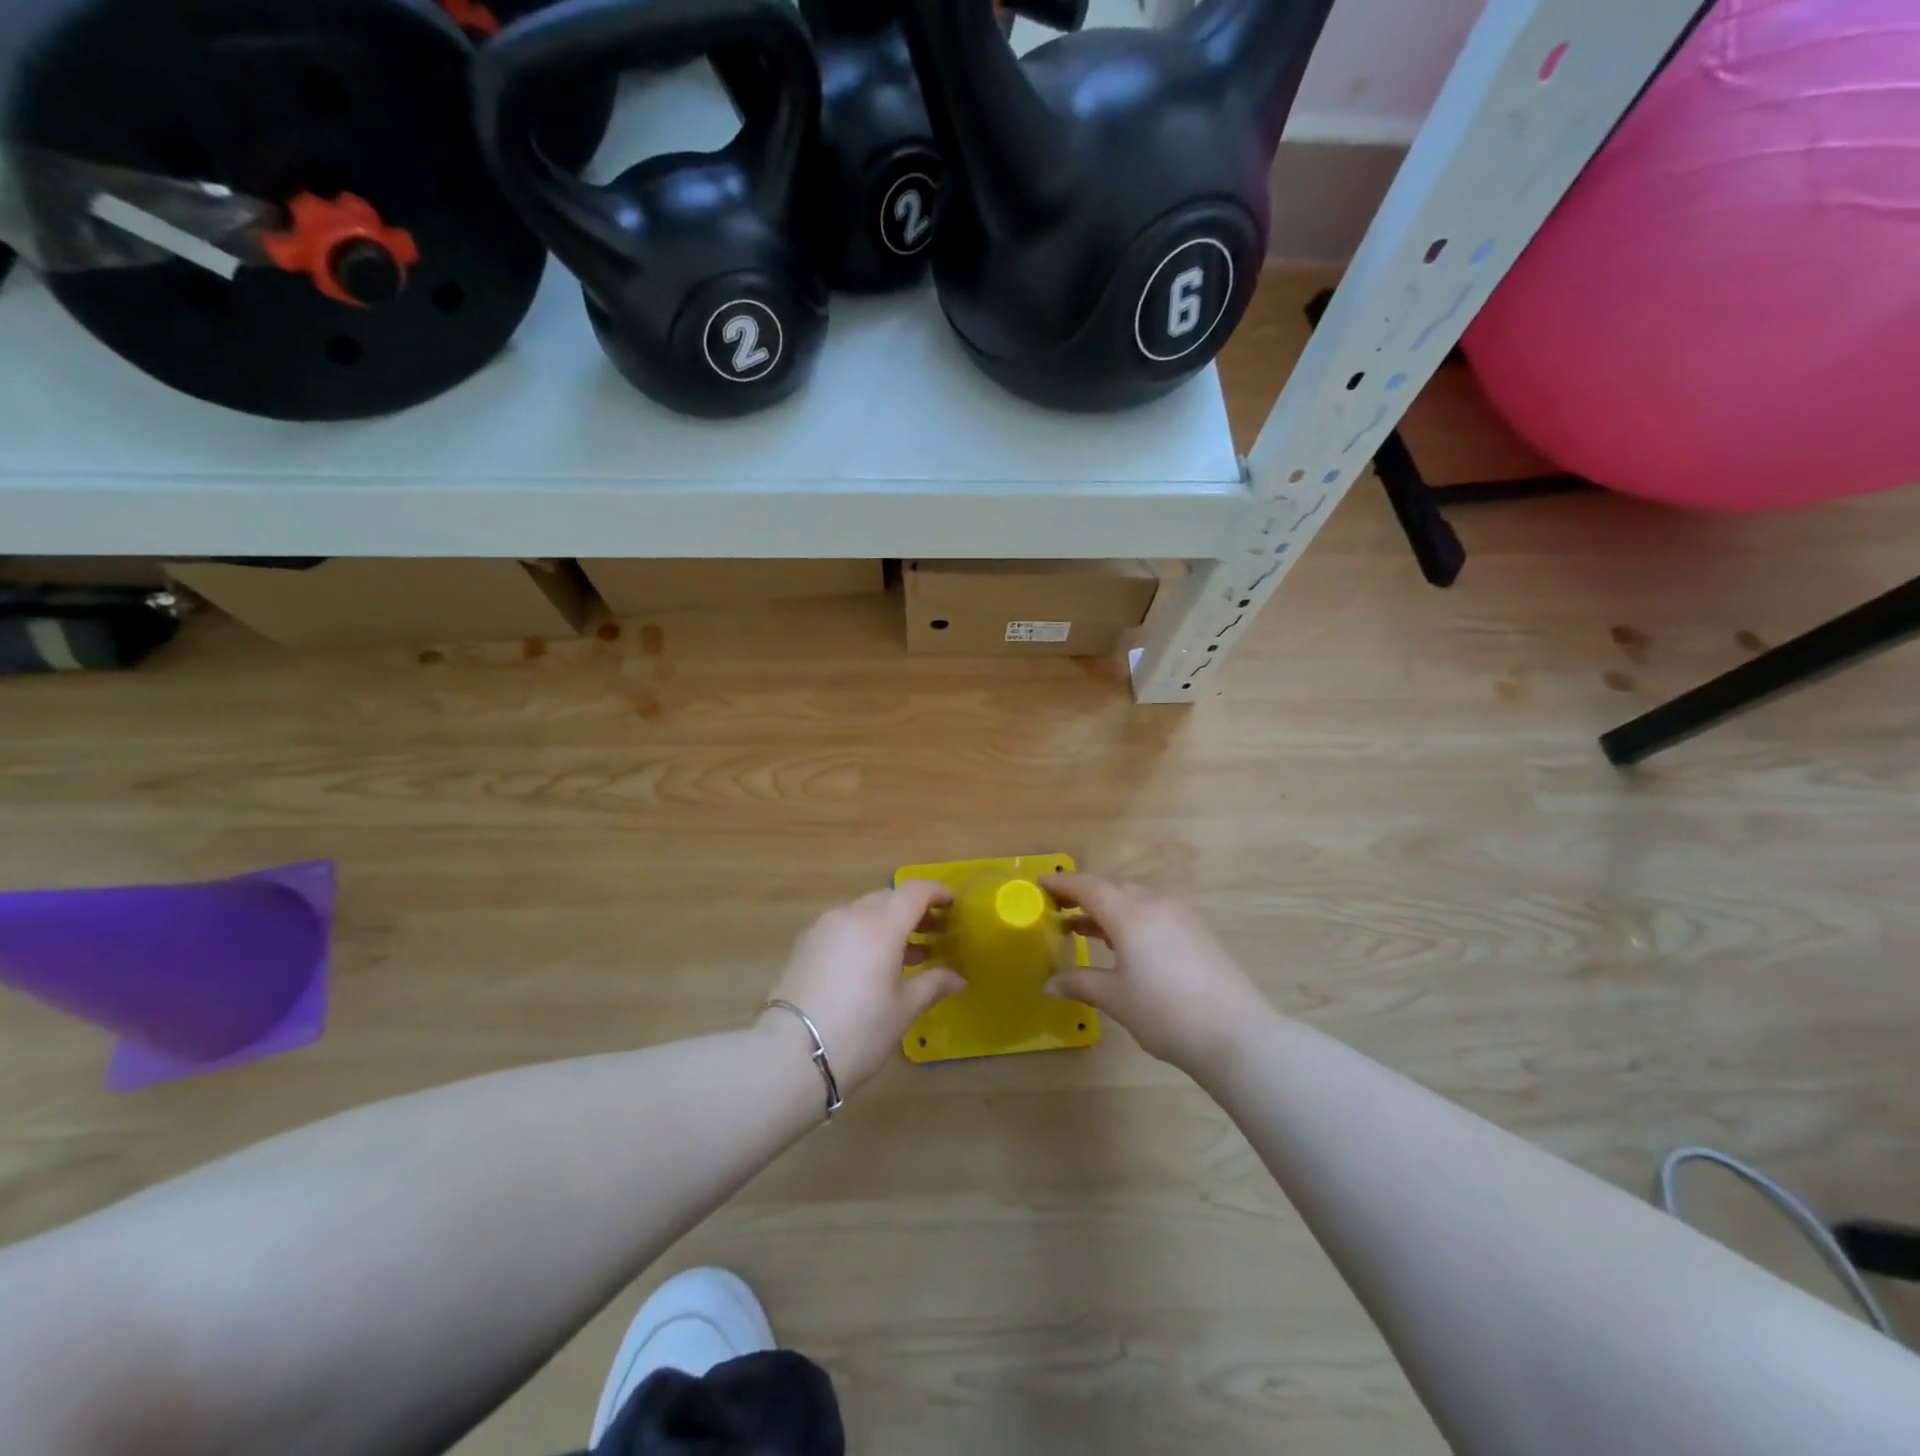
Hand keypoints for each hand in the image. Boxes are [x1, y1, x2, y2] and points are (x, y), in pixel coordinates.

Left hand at [760, 881, 964, 1091]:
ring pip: (863, 912)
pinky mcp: (804, 944)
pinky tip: (869, 966)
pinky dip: (862, 935)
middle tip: (931, 934)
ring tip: (905, 955)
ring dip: (886, 924)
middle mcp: (851, 916)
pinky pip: (842, 927)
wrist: (790, 1055)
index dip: (936, 892)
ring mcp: (823, 928)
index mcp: (880, 925)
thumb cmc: (859, 1031)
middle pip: (888, 898)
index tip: (952, 904)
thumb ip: (933, 984)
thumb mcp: (903, 1010)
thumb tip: (958, 978)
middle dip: (912, 910)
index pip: (914, 891)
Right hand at [1042, 873, 1270, 1073]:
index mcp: (1130, 915)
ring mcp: (1180, 916)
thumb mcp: (1115, 998)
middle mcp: (1155, 905)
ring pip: (1135, 899)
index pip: (1089, 887)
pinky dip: (1130, 918)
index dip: (1063, 884)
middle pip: (1113, 888)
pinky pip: (1153, 912)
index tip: (1041, 884)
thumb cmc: (1165, 1013)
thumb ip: (1080, 983)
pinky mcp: (1196, 932)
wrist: (1236, 1034)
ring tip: (1082, 928)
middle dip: (1084, 894)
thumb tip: (1048, 984)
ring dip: (1107, 908)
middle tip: (1058, 907)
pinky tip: (1122, 944)